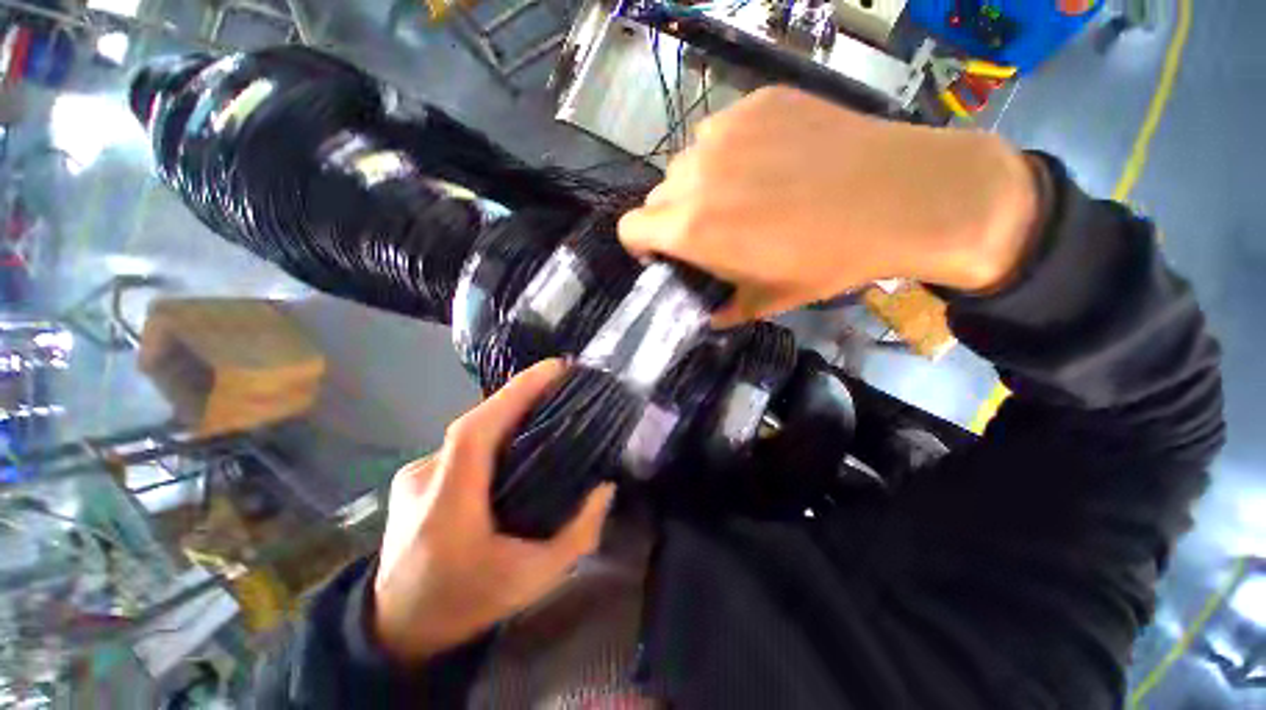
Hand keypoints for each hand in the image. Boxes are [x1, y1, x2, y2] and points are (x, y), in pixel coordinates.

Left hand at [371, 360, 615, 662]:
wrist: (394, 630)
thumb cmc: (464, 604)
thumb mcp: (532, 580)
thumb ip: (577, 535)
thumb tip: (604, 488)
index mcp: (449, 504)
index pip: (477, 429)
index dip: (515, 393)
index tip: (553, 368)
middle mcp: (425, 478)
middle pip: (477, 422)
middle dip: (520, 397)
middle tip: (560, 387)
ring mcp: (414, 474)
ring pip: (470, 433)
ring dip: (506, 418)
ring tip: (543, 412)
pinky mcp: (414, 478)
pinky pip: (462, 446)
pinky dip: (491, 436)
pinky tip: (512, 446)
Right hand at [618, 87, 1038, 326]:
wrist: (902, 197)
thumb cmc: (827, 259)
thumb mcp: (768, 300)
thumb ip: (725, 310)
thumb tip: (710, 315)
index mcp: (690, 227)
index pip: (630, 228)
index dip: (642, 244)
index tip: (665, 252)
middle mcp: (695, 174)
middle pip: (659, 196)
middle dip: (674, 216)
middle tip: (712, 228)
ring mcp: (726, 130)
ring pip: (688, 161)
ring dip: (701, 182)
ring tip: (743, 192)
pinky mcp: (758, 102)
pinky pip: (723, 131)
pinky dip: (732, 150)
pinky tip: (770, 161)